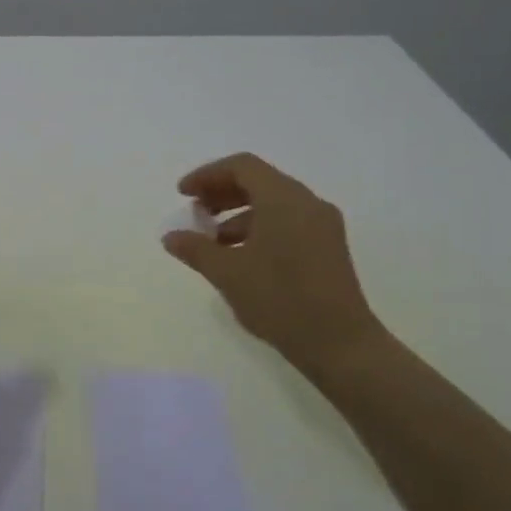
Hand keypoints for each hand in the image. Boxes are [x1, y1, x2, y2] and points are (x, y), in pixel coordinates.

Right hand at [162, 153, 383, 375]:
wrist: (339, 344)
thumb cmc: (279, 299)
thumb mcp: (227, 273)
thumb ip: (195, 249)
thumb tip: (171, 236)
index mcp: (284, 200)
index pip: (242, 167)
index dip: (207, 175)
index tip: (182, 194)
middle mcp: (307, 203)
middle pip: (259, 181)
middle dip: (221, 193)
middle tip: (194, 213)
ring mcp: (322, 226)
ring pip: (273, 203)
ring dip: (238, 214)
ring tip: (212, 241)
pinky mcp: (328, 248)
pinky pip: (287, 222)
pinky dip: (258, 228)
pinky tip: (240, 256)